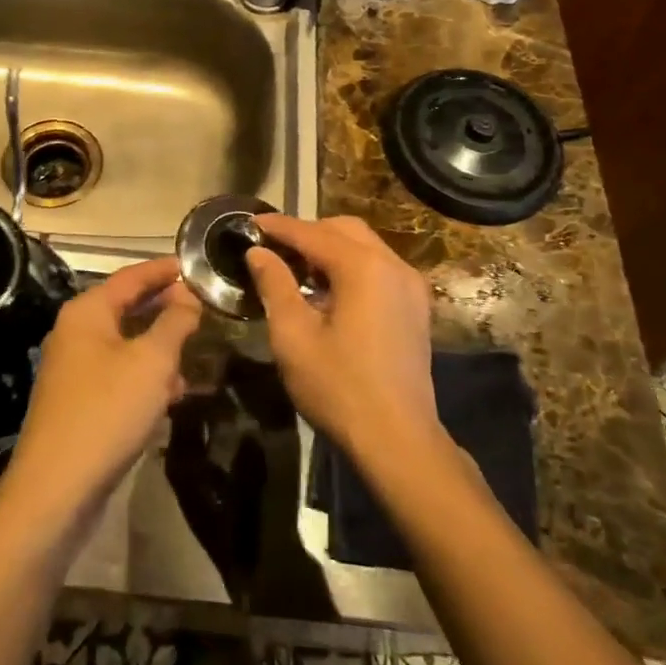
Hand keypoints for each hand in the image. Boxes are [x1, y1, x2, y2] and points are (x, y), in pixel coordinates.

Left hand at [0, 257, 201, 529]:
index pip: (132, 276)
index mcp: (87, 312)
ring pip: (126, 343)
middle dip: (166, 307)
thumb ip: (174, 323)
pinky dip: (147, 374)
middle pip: (127, 307)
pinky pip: (120, 373)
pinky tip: (174, 391)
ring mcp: (75, 368)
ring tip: (198, 349)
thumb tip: (188, 296)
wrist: (57, 488)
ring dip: (160, 345)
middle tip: (204, 307)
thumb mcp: (151, 362)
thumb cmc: (107, 411)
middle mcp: (76, 332)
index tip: (196, 266)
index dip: (165, 270)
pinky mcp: (80, 400)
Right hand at [246, 215, 439, 460]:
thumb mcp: (293, 335)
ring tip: (295, 268)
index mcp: (363, 267)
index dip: (278, 227)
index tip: (249, 224)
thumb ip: (275, 285)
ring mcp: (410, 286)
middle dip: (307, 232)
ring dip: (330, 248)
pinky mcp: (415, 307)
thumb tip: (258, 253)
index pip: (312, 233)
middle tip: (272, 248)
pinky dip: (351, 266)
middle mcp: (393, 265)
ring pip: (365, 246)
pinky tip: (328, 291)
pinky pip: (379, 268)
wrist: (398, 440)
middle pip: (344, 230)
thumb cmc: (338, 387)